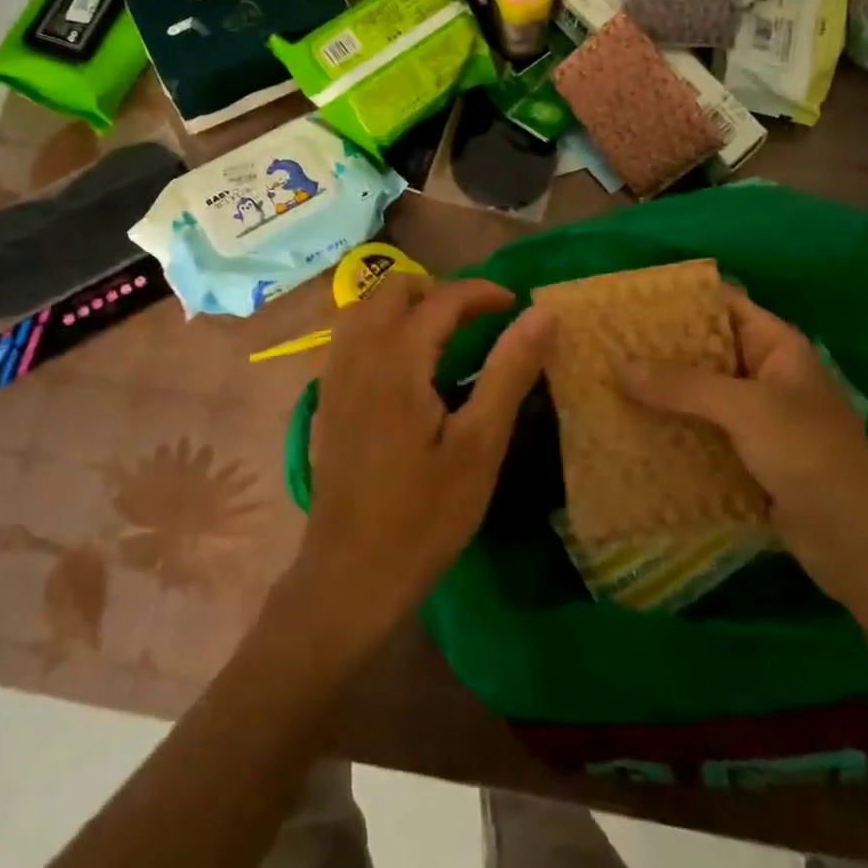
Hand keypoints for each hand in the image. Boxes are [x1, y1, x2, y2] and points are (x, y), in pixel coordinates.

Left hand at [292, 275, 556, 649]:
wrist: (351, 576)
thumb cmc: (424, 515)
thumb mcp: (480, 445)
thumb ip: (509, 372)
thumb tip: (541, 314)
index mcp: (397, 361)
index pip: (441, 300)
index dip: (481, 292)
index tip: (515, 303)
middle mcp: (358, 357)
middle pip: (391, 290)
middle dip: (438, 290)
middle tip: (477, 318)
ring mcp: (334, 379)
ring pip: (363, 310)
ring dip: (403, 306)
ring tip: (442, 333)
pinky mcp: (326, 403)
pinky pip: (349, 339)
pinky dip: (379, 328)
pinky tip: (403, 367)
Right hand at [617, 287, 867, 586]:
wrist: (859, 540)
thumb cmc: (809, 453)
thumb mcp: (745, 408)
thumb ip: (683, 385)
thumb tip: (619, 366)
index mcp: (777, 347)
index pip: (724, 304)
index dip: (682, 299)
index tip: (632, 301)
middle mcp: (765, 375)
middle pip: (706, 350)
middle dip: (661, 350)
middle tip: (608, 345)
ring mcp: (757, 419)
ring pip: (700, 395)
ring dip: (662, 394)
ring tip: (608, 383)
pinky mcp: (747, 458)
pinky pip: (702, 434)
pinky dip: (673, 431)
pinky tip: (632, 430)